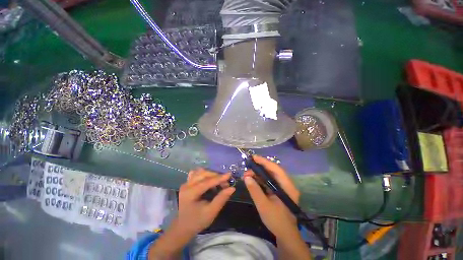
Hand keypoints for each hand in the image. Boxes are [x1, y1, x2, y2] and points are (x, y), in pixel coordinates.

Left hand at [176, 168, 234, 234]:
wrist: (183, 227)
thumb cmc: (197, 221)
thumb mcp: (211, 212)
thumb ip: (221, 199)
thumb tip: (232, 188)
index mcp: (190, 193)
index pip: (207, 182)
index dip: (219, 178)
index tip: (230, 175)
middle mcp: (187, 185)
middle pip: (204, 174)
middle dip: (216, 176)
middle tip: (225, 183)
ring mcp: (186, 183)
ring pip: (201, 172)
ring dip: (211, 174)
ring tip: (218, 181)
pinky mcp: (187, 183)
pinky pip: (196, 173)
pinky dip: (204, 174)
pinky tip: (209, 179)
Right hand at [243, 155, 299, 238]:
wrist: (285, 235)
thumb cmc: (276, 221)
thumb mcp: (263, 205)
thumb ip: (255, 190)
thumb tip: (246, 177)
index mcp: (287, 187)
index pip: (276, 169)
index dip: (264, 162)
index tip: (253, 158)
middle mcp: (287, 184)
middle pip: (273, 170)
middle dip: (260, 167)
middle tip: (248, 168)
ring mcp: (284, 187)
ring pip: (271, 175)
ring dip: (259, 173)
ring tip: (248, 174)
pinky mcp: (279, 190)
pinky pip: (270, 181)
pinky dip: (261, 179)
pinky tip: (253, 179)